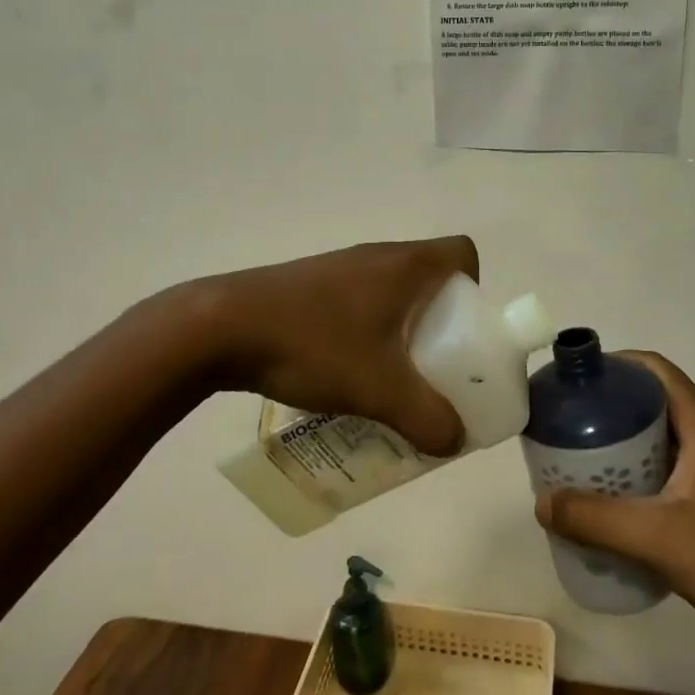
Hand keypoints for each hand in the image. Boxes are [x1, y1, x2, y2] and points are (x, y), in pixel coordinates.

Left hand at [194, 236, 479, 455]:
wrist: (220, 327)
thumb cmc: (313, 344)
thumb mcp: (380, 389)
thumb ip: (428, 418)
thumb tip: (455, 440)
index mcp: (405, 266)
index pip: (462, 253)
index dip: (475, 288)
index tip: (465, 331)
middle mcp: (376, 256)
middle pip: (429, 278)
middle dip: (441, 323)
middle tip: (435, 368)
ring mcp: (339, 269)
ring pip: (390, 294)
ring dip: (401, 331)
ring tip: (392, 379)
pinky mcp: (309, 286)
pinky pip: (357, 303)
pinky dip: (366, 333)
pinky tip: (345, 373)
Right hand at [534, 352, 694, 658]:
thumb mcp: (657, 538)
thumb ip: (595, 519)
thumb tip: (542, 503)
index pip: (655, 370)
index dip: (614, 366)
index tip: (575, 383)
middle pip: (661, 401)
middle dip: (615, 408)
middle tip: (573, 428)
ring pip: (674, 435)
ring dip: (633, 442)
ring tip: (592, 463)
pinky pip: (687, 463)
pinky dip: (654, 469)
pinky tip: (632, 502)